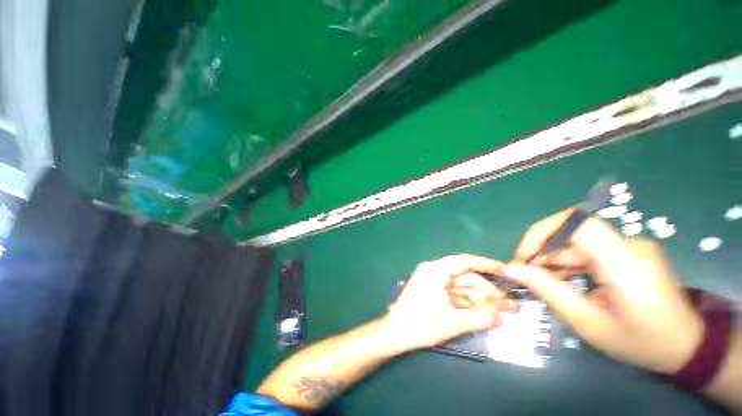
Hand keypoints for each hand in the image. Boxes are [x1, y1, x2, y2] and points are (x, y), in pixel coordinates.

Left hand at [382, 254, 516, 351]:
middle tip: (511, 307)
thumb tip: (503, 314)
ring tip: (501, 315)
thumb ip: (480, 317)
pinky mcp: (433, 293)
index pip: (464, 262)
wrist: (395, 334)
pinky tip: (483, 316)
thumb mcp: (453, 322)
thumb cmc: (420, 324)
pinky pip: (455, 296)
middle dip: (488, 292)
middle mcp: (434, 272)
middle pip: (466, 278)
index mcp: (435, 270)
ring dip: (480, 301)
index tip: (506, 270)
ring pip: (462, 288)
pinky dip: (468, 305)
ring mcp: (433, 283)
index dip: (486, 265)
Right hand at [500, 208, 703, 373]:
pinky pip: (587, 248)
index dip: (542, 232)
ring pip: (575, 241)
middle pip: (571, 231)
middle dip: (540, 249)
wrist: (686, 346)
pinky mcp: (628, 250)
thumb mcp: (587, 322)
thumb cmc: (639, 341)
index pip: (576, 222)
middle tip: (523, 273)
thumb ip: (547, 289)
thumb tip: (510, 269)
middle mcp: (628, 244)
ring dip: (552, 257)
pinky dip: (567, 261)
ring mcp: (630, 245)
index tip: (523, 257)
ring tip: (540, 280)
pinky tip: (562, 279)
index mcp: (624, 263)